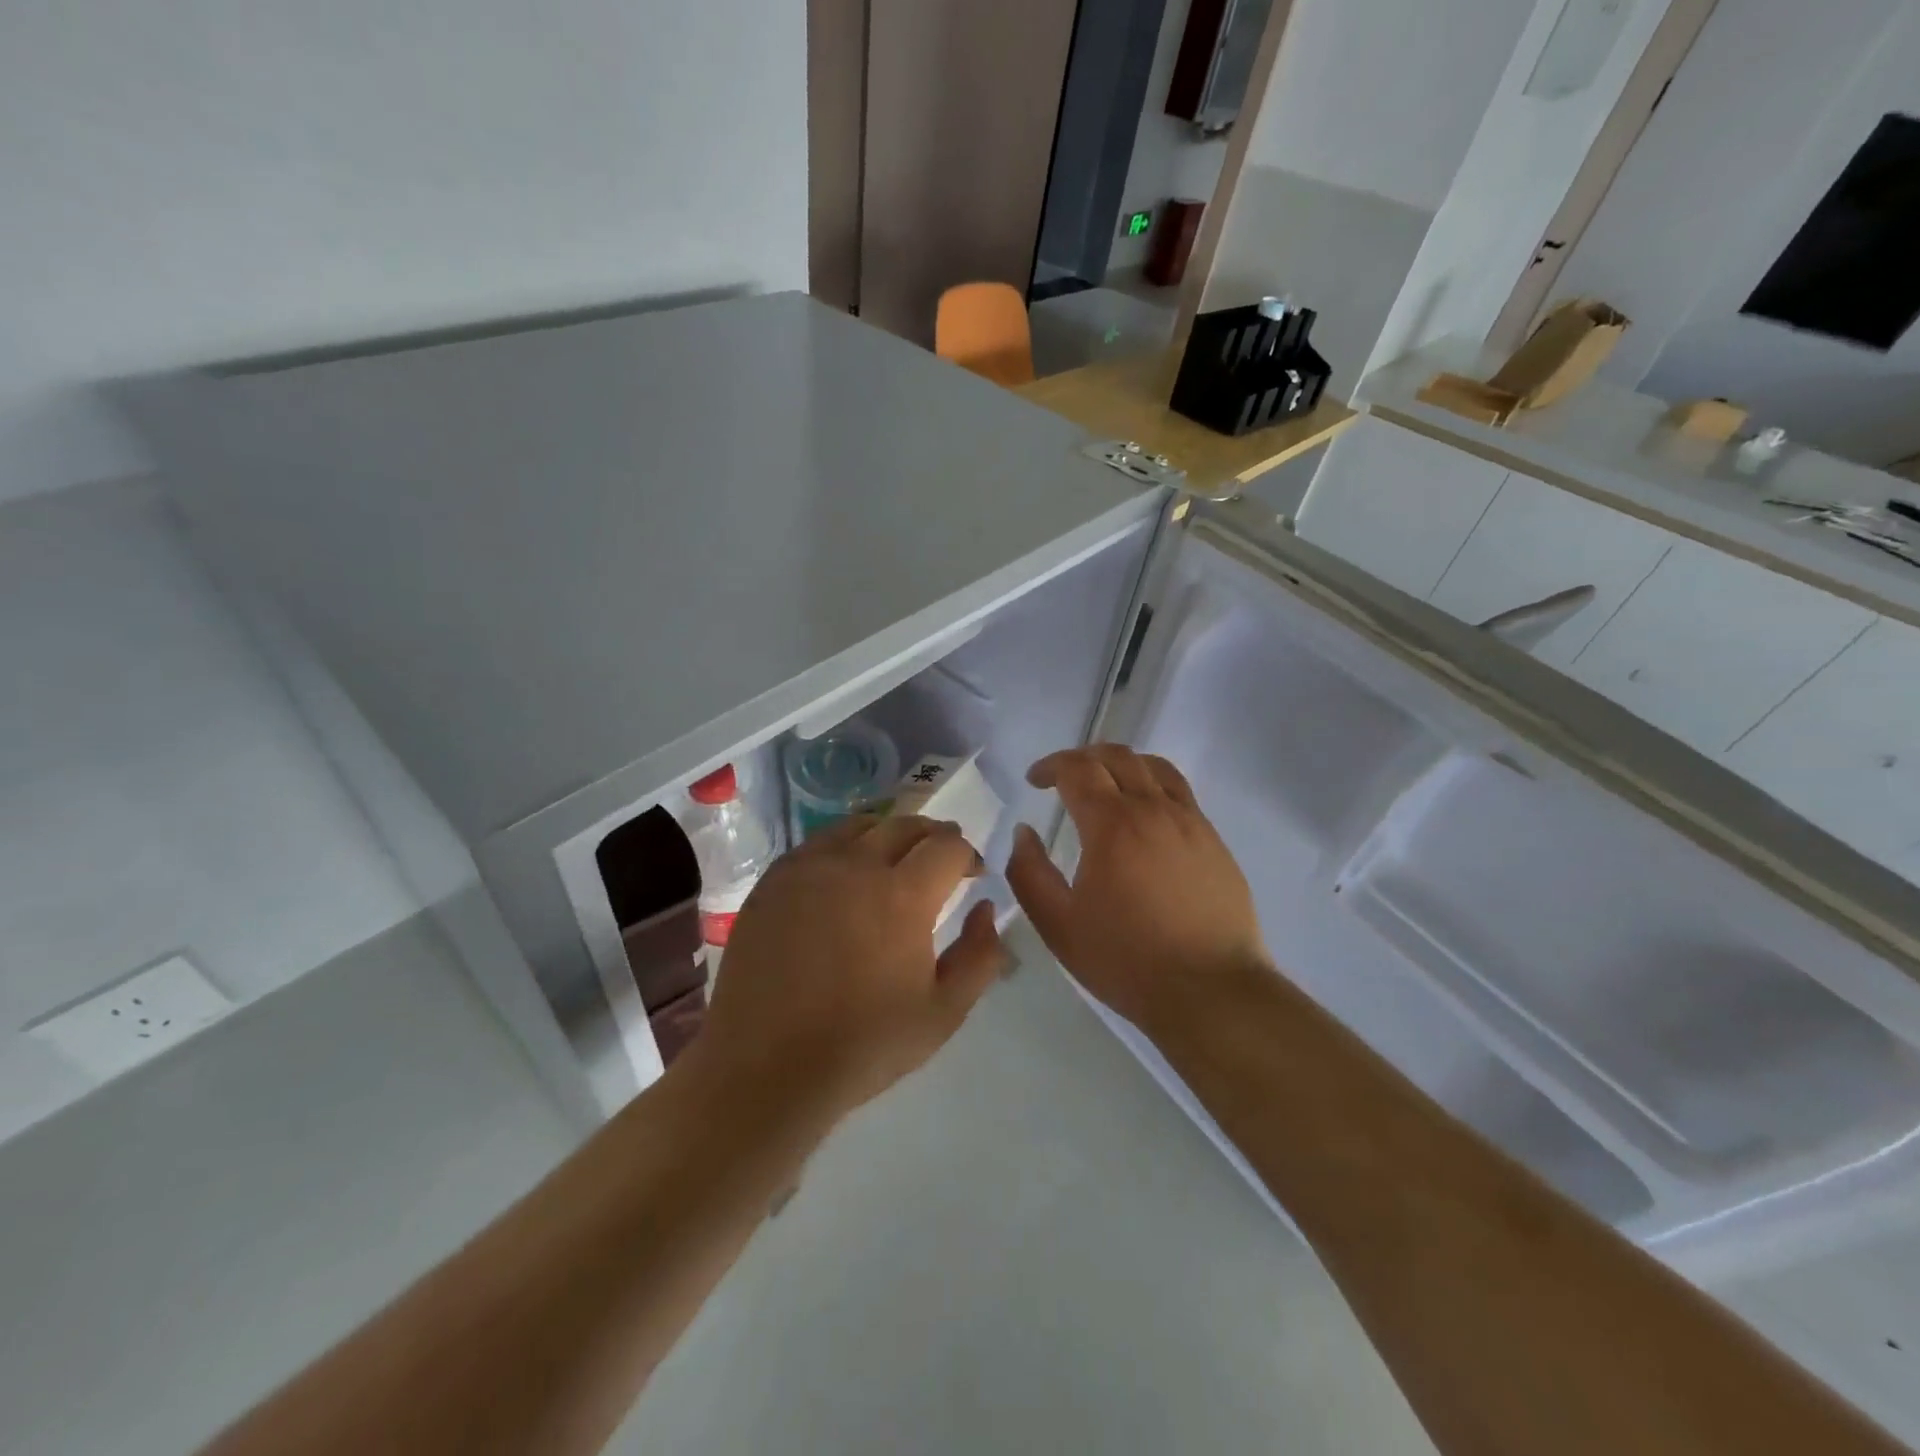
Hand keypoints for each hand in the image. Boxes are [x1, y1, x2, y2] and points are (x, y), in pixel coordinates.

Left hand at [687, 815, 1007, 1123]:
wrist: (766, 1068)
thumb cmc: (863, 1045)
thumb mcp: (944, 1013)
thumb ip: (979, 955)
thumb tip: (984, 908)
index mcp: (902, 895)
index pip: (947, 846)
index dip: (968, 855)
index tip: (972, 875)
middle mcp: (855, 866)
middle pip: (905, 826)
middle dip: (933, 836)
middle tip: (940, 859)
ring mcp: (808, 867)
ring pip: (860, 826)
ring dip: (888, 834)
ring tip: (895, 859)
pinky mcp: (773, 880)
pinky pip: (818, 843)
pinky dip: (844, 846)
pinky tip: (844, 874)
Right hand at [1006, 744, 1269, 1033]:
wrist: (1211, 991)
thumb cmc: (1126, 960)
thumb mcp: (1058, 925)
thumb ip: (1030, 873)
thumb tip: (1025, 832)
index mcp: (1112, 824)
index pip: (1077, 769)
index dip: (1050, 766)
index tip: (1035, 780)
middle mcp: (1153, 809)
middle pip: (1117, 756)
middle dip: (1083, 757)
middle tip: (1063, 777)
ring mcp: (1190, 822)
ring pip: (1155, 767)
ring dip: (1122, 764)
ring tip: (1106, 784)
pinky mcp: (1214, 840)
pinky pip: (1180, 793)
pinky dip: (1153, 786)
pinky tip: (1145, 817)